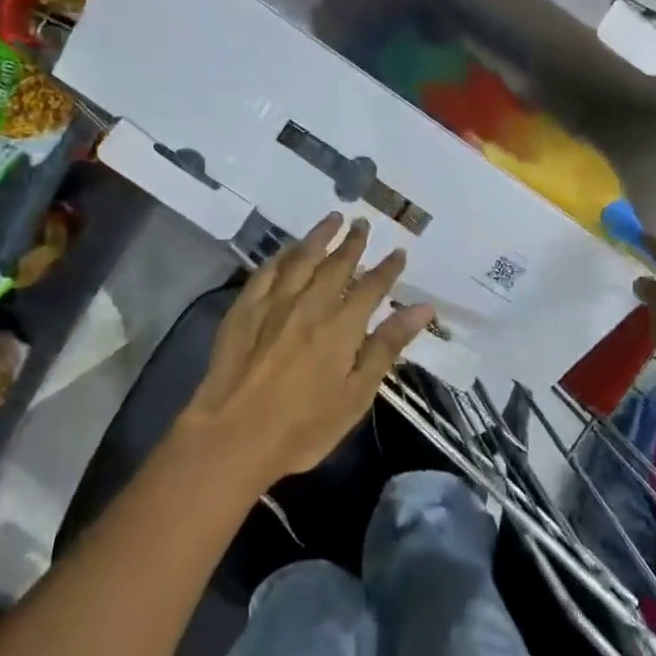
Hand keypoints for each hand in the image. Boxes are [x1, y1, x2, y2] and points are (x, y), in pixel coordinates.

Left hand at [183, 213, 434, 488]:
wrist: (232, 436)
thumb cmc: (303, 426)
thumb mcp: (356, 394)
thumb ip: (387, 346)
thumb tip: (423, 308)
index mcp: (342, 325)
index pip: (372, 287)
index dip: (387, 269)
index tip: (398, 253)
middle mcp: (310, 303)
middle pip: (336, 264)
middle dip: (353, 242)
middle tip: (363, 224)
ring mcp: (274, 303)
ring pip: (301, 258)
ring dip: (319, 237)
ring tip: (332, 219)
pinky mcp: (244, 309)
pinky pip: (266, 271)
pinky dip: (281, 256)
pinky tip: (288, 249)